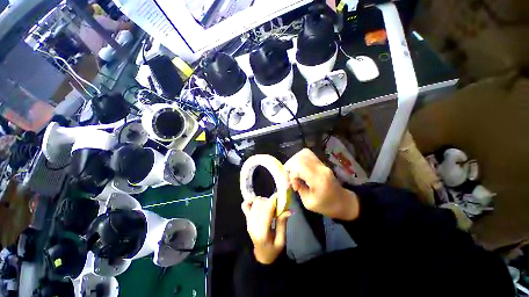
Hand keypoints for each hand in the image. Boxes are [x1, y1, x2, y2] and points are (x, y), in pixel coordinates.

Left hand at [242, 195, 291, 264]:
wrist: (261, 256)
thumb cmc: (273, 250)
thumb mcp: (281, 241)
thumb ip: (282, 224)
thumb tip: (288, 210)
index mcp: (262, 233)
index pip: (266, 211)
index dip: (273, 200)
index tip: (280, 195)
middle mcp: (253, 225)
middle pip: (260, 204)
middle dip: (270, 201)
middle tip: (277, 205)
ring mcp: (248, 221)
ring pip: (255, 203)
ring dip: (263, 201)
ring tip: (270, 206)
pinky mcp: (247, 219)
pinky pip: (245, 205)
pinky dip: (251, 200)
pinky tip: (259, 202)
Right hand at [284, 148, 358, 220]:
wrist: (343, 201)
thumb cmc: (326, 206)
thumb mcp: (309, 203)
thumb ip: (299, 188)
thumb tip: (291, 180)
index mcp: (319, 179)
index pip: (299, 166)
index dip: (292, 175)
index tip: (295, 187)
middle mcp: (320, 167)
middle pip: (299, 158)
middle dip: (290, 167)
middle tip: (290, 179)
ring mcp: (321, 163)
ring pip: (302, 153)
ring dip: (294, 162)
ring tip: (293, 173)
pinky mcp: (321, 162)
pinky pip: (307, 154)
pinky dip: (299, 160)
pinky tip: (298, 169)